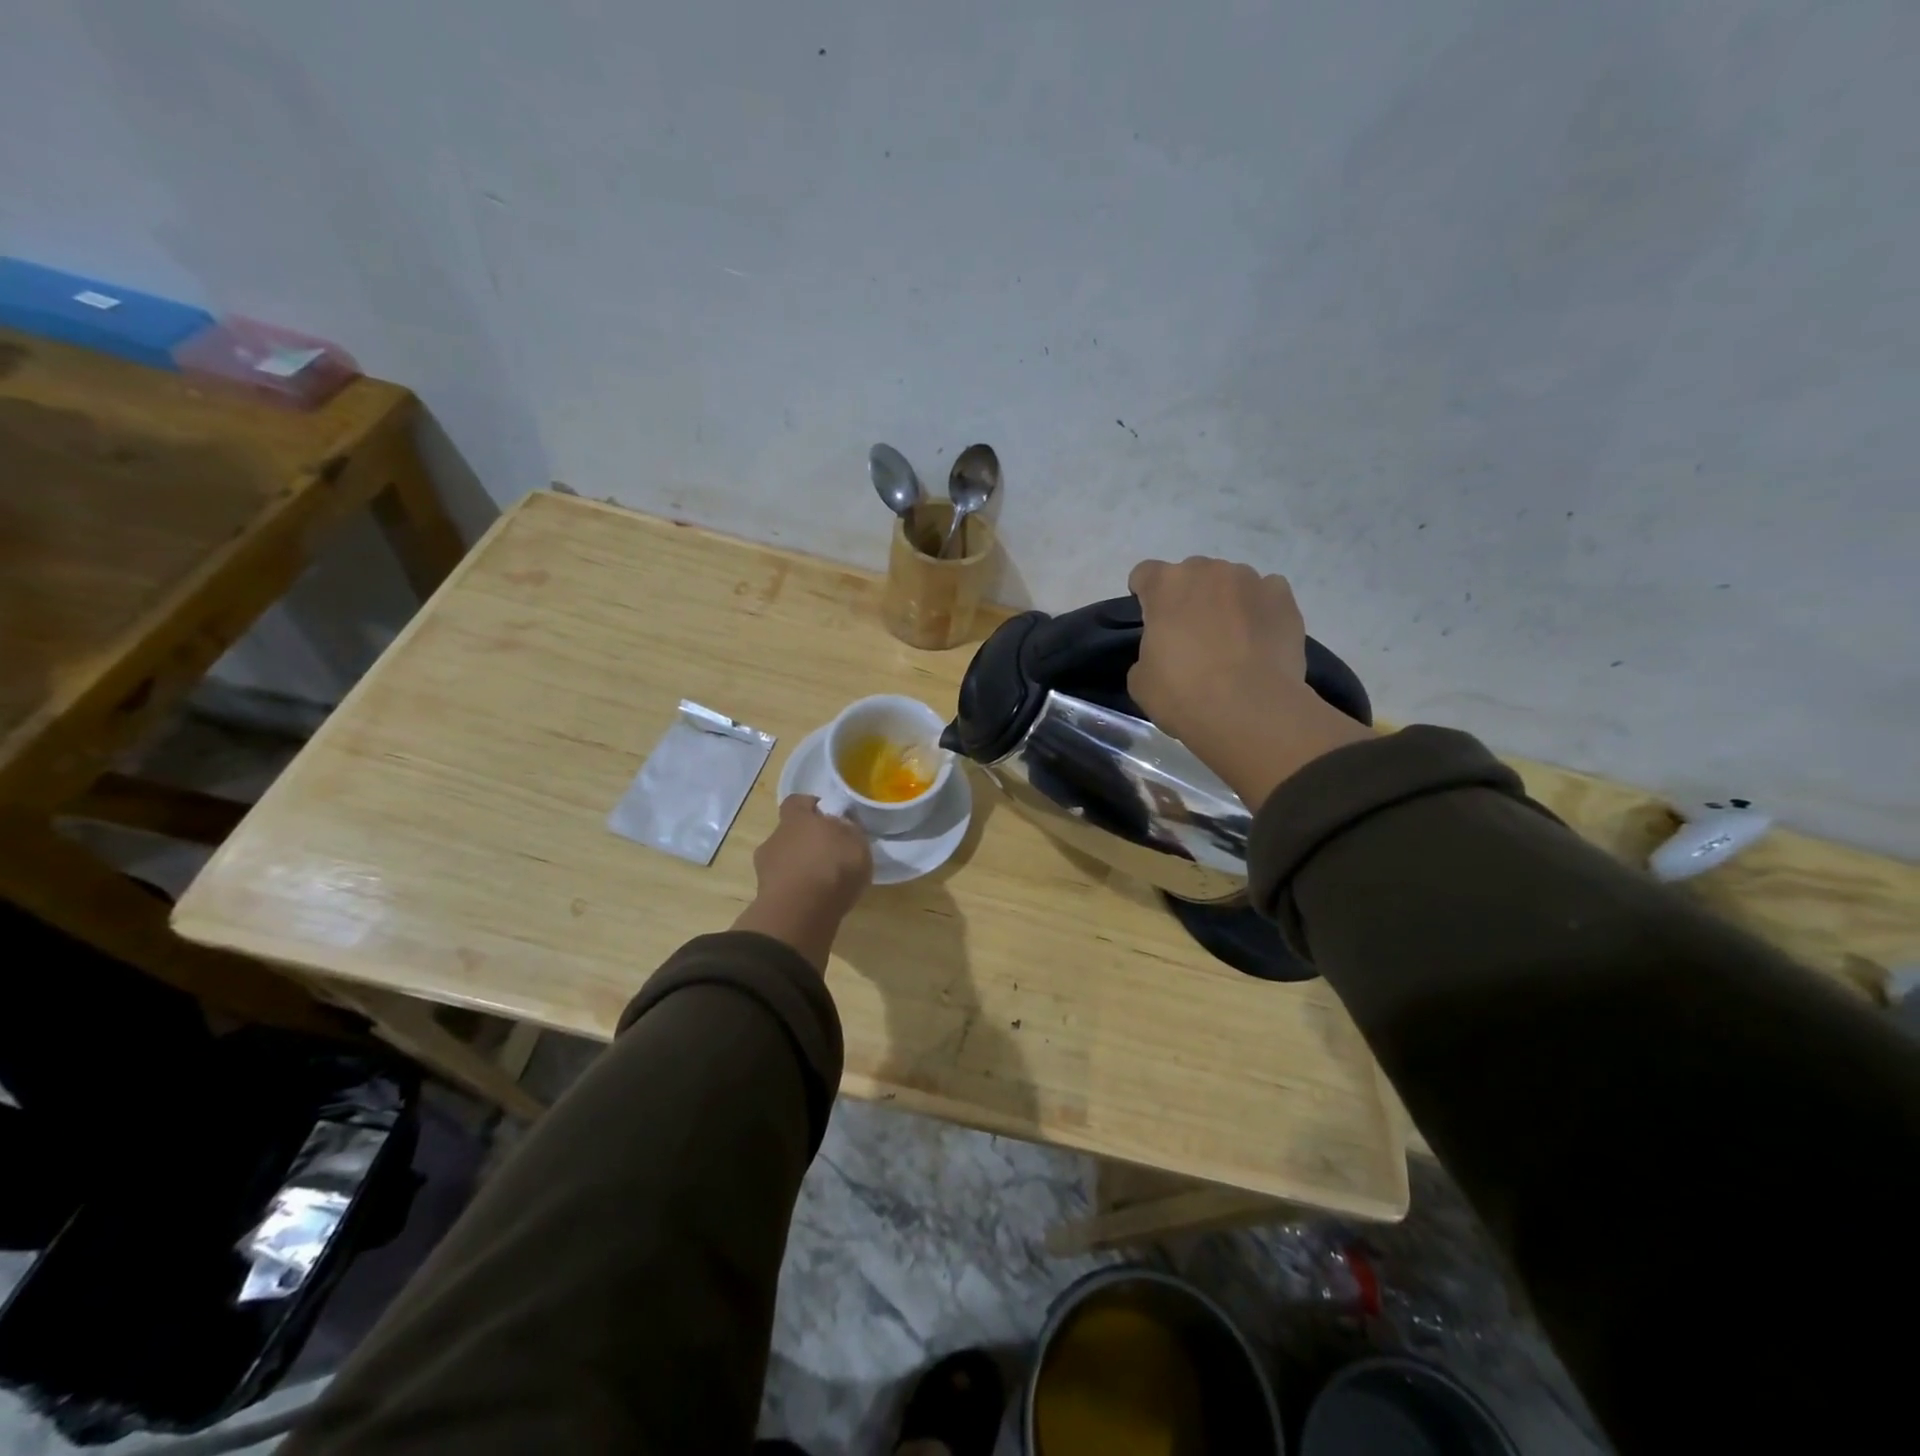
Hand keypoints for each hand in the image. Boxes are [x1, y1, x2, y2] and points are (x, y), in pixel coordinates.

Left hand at [732, 794, 872, 969]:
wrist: (800, 914)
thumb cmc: (832, 867)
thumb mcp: (857, 842)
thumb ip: (849, 830)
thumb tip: (841, 825)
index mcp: (796, 818)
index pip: (798, 801)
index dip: (812, 807)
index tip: (829, 817)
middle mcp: (775, 838)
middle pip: (790, 833)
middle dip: (807, 841)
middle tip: (831, 854)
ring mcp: (766, 868)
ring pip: (785, 861)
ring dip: (801, 868)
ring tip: (824, 882)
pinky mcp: (766, 896)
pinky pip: (785, 886)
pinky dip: (797, 890)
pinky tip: (815, 900)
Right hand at [1127, 556, 1371, 808]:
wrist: (1250, 711)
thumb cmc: (1184, 694)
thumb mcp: (1141, 681)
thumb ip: (1147, 653)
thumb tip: (1163, 653)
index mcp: (1166, 585)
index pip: (1145, 574)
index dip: (1144, 596)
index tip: (1150, 620)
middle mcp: (1208, 571)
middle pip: (1191, 574)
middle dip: (1188, 597)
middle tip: (1190, 635)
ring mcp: (1250, 581)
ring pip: (1230, 583)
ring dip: (1225, 602)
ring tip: (1231, 640)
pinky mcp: (1284, 598)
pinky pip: (1266, 594)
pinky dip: (1260, 610)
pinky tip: (1259, 639)